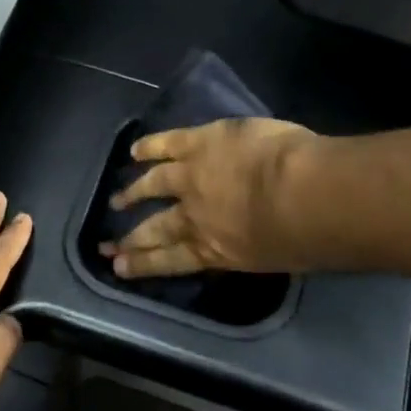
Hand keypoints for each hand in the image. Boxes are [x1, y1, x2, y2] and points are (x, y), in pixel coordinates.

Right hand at [102, 118, 316, 278]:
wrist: (301, 195)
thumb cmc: (303, 238)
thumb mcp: (275, 258)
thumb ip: (254, 249)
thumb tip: (252, 244)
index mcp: (214, 250)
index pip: (170, 260)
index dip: (142, 264)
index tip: (118, 268)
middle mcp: (193, 217)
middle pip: (155, 229)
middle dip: (130, 239)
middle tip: (107, 247)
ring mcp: (190, 177)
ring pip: (153, 185)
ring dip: (133, 193)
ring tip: (116, 200)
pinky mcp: (198, 143)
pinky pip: (166, 144)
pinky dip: (148, 147)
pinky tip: (134, 151)